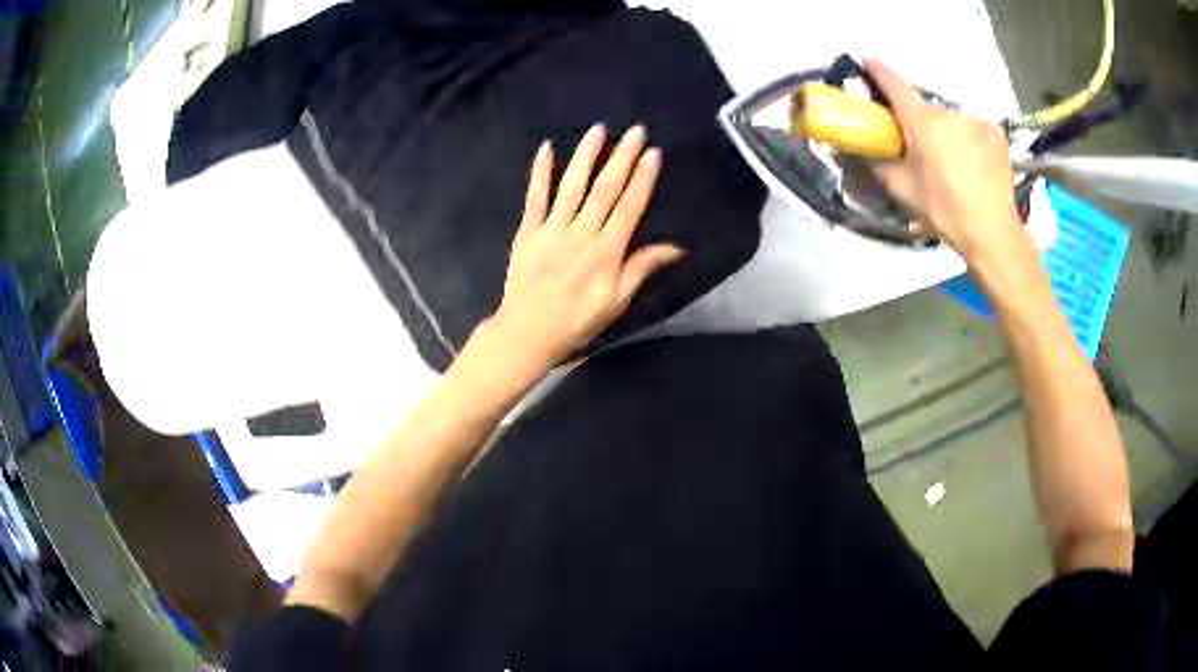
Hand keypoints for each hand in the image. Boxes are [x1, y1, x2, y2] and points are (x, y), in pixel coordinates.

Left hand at [479, 124, 683, 376]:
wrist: (528, 332)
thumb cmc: (577, 320)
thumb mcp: (617, 301)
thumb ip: (641, 268)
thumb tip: (676, 248)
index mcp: (607, 252)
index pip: (630, 207)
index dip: (643, 179)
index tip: (653, 154)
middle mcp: (581, 234)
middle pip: (605, 189)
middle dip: (622, 158)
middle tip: (636, 131)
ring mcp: (552, 230)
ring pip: (572, 186)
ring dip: (586, 156)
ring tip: (599, 129)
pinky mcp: (528, 231)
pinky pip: (535, 197)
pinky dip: (540, 172)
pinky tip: (547, 148)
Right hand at [865, 58, 1025, 259]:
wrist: (992, 232)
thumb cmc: (944, 210)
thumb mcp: (903, 189)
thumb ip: (879, 163)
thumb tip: (860, 149)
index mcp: (923, 121)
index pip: (895, 85)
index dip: (879, 71)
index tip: (867, 59)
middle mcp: (949, 112)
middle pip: (927, 109)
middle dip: (920, 121)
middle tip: (920, 146)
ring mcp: (976, 121)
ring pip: (952, 121)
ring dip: (947, 133)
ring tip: (952, 162)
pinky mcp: (996, 134)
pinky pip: (974, 129)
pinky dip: (968, 140)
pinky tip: (972, 163)